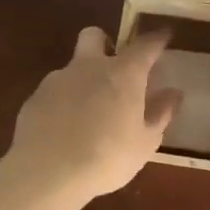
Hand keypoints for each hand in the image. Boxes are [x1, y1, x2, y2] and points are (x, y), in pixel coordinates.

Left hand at [5, 27, 179, 205]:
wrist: (46, 173)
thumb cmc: (106, 157)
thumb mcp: (144, 142)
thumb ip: (160, 114)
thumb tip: (174, 94)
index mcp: (123, 74)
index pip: (145, 45)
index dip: (156, 39)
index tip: (163, 37)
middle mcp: (90, 67)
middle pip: (95, 36)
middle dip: (105, 43)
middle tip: (114, 67)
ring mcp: (58, 80)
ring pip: (73, 67)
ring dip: (83, 80)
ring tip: (89, 112)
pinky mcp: (35, 99)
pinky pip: (54, 92)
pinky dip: (63, 103)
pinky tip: (65, 129)